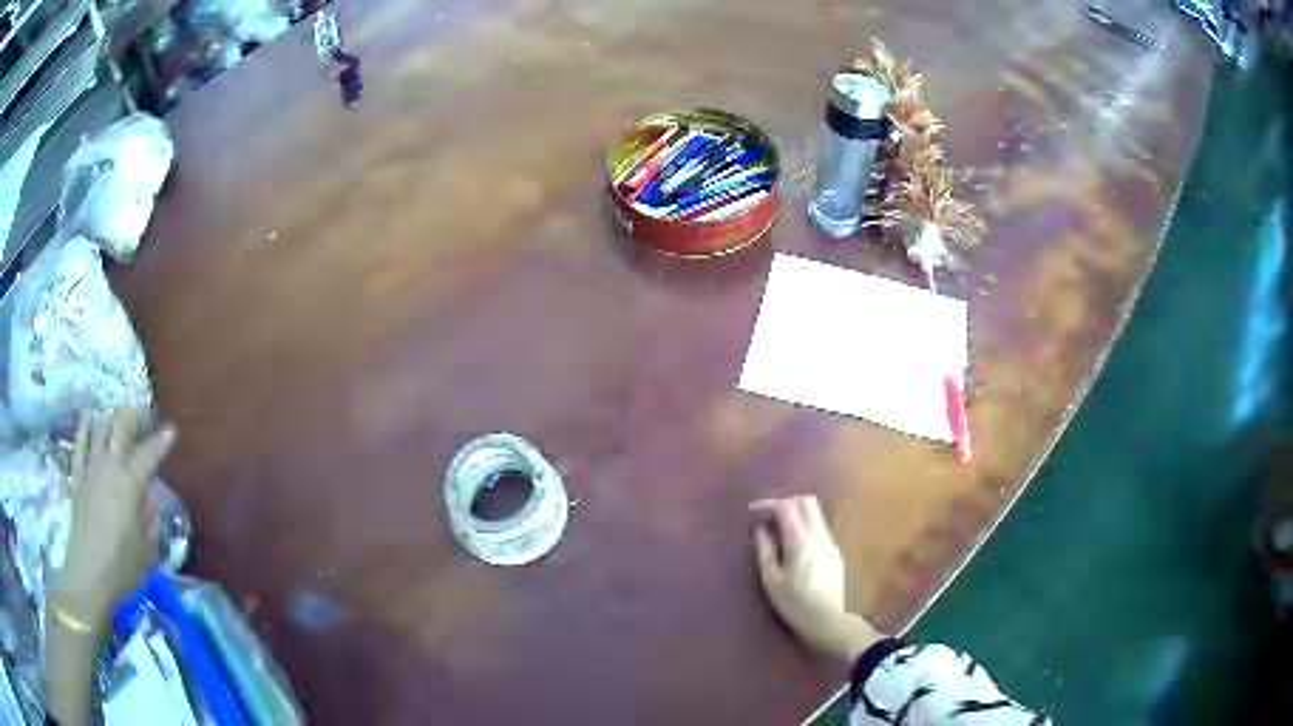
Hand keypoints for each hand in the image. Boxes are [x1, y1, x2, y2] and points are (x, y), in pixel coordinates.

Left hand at [52, 409, 176, 628]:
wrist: (89, 577)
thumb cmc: (123, 569)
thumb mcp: (146, 551)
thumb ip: (150, 518)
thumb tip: (151, 494)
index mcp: (130, 487)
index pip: (149, 456)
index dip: (161, 442)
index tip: (171, 430)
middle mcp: (110, 469)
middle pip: (119, 430)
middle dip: (131, 416)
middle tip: (140, 410)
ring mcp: (90, 471)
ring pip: (99, 431)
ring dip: (109, 420)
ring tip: (115, 414)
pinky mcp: (77, 479)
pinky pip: (80, 446)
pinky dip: (84, 428)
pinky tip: (88, 415)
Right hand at [750, 496, 882, 663]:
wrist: (827, 620)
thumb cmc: (794, 603)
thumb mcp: (771, 580)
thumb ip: (765, 550)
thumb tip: (760, 529)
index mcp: (800, 541)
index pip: (786, 506)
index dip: (768, 504)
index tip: (753, 512)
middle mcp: (818, 535)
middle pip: (806, 501)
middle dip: (785, 502)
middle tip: (768, 516)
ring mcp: (830, 542)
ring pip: (815, 513)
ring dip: (796, 513)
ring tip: (778, 531)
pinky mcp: (835, 551)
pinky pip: (820, 527)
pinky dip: (805, 525)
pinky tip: (793, 544)